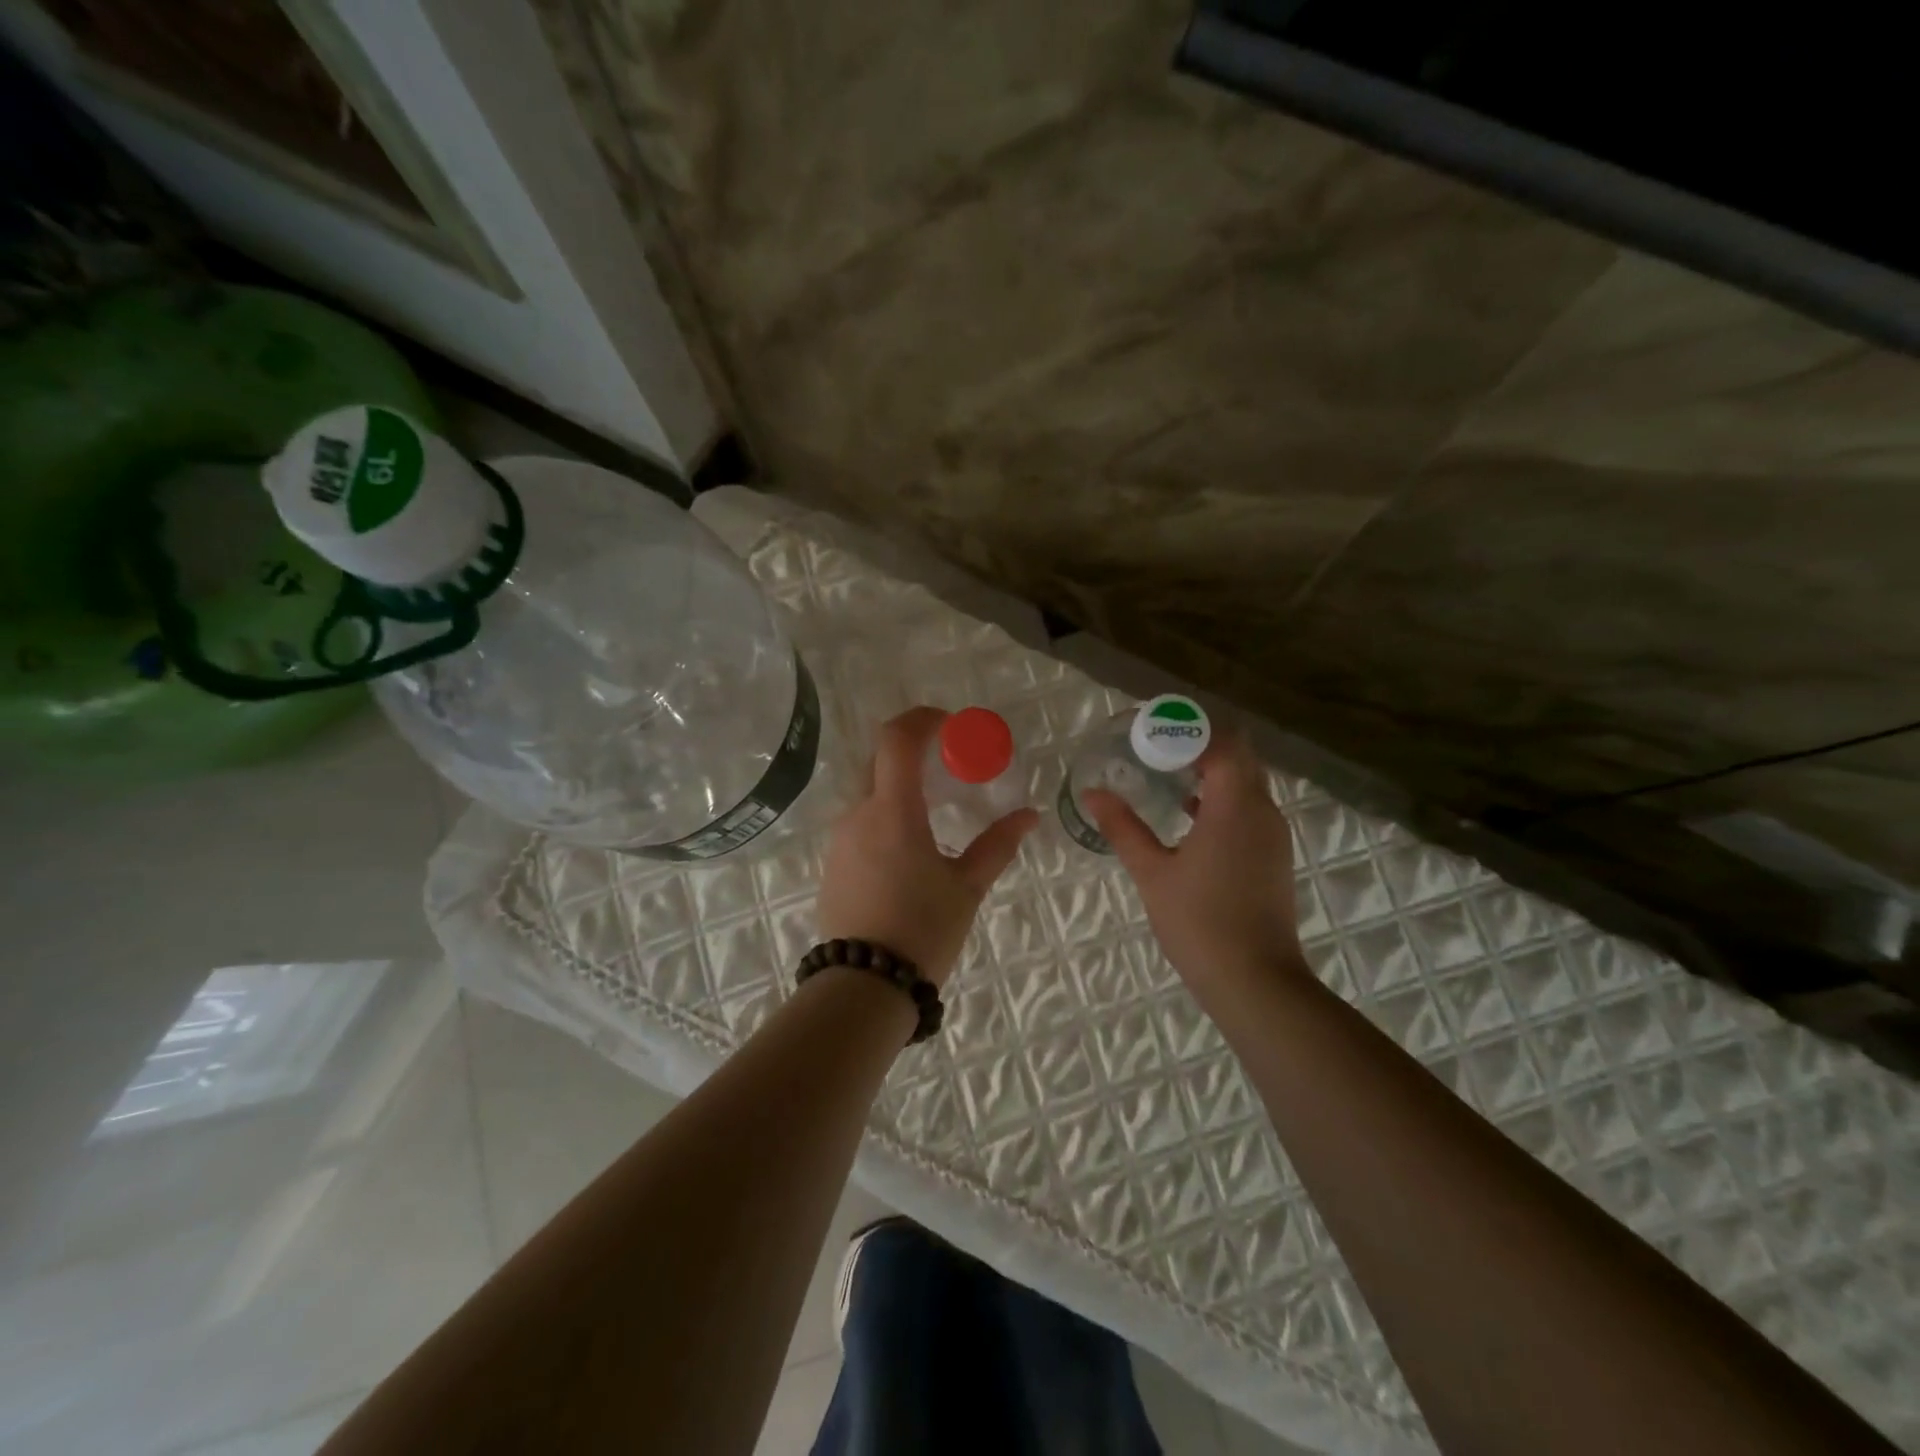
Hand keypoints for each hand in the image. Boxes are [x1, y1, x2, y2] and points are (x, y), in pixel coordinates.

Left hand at [818, 707, 1038, 985]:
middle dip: (912, 753)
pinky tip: (908, 848)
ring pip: (869, 793)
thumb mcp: (966, 887)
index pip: (897, 739)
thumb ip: (997, 845)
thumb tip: (1029, 816)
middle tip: (947, 766)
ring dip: (899, 787)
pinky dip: (884, 816)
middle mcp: (859, 814)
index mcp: (893, 811)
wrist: (864, 986)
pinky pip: (860, 823)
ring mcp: (840, 839)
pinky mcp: (833, 863)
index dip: (922, 719)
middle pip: (880, 761)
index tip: (950, 723)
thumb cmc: (922, 930)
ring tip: (933, 813)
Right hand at [1085, 728, 1306, 1004]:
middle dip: (1200, 744)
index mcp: (1235, 805)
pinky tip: (1188, 813)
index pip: (1223, 742)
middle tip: (1155, 747)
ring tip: (1166, 774)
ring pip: (1247, 782)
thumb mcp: (1152, 872)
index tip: (1152, 730)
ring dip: (1212, 771)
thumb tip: (1092, 793)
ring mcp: (1273, 834)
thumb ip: (1122, 827)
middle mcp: (1262, 810)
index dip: (1189, 730)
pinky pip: (1249, 807)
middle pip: (1239, 756)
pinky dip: (1222, 798)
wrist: (1256, 981)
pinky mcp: (1273, 855)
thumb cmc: (1199, 922)